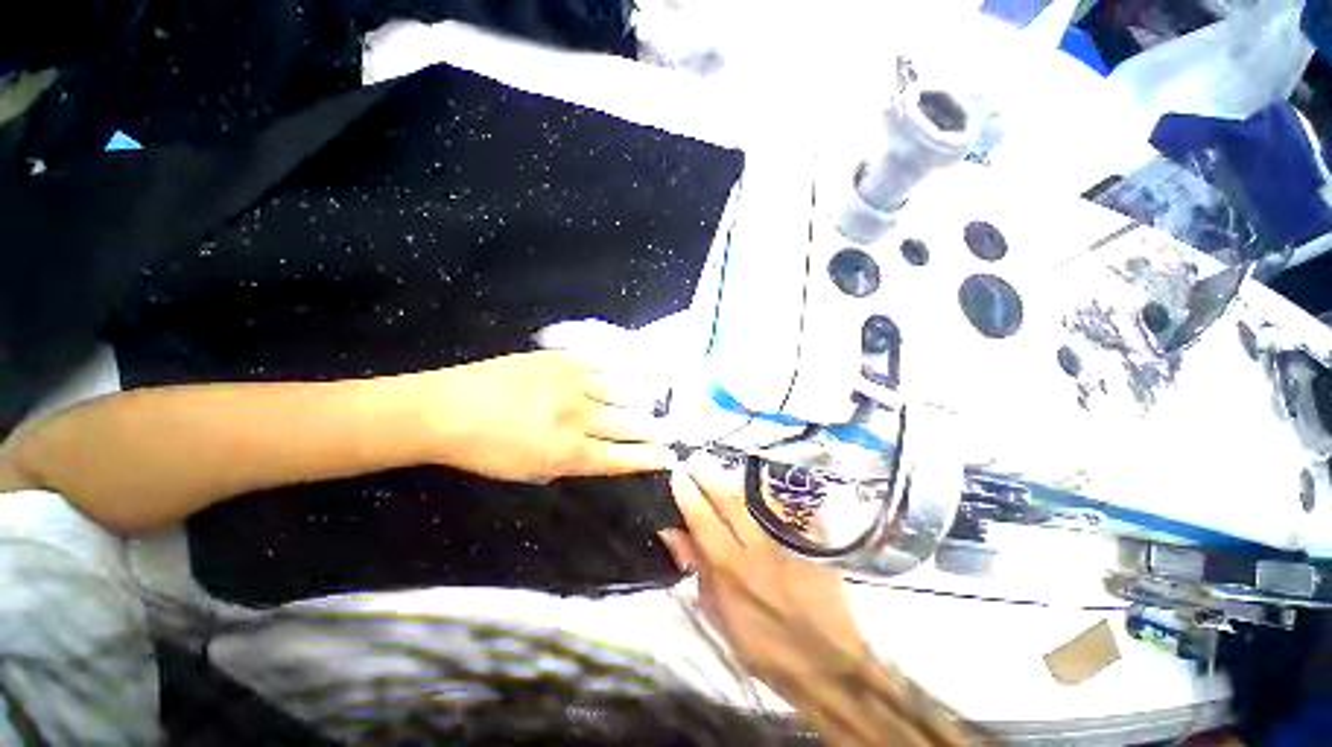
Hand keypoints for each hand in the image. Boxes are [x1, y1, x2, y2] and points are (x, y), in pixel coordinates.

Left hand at [425, 350, 674, 483]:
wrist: (448, 409)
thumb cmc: (487, 451)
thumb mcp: (531, 472)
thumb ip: (573, 463)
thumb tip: (604, 452)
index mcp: (568, 453)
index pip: (622, 457)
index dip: (649, 458)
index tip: (669, 455)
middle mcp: (578, 417)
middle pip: (629, 424)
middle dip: (655, 429)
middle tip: (672, 429)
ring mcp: (573, 384)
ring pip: (623, 392)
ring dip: (644, 400)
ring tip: (657, 402)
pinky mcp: (564, 360)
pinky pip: (605, 365)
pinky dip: (624, 372)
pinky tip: (635, 374)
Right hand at [660, 459, 868, 687]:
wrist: (827, 666)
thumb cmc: (764, 648)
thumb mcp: (719, 615)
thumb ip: (697, 569)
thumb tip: (674, 533)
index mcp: (731, 571)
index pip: (702, 519)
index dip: (687, 493)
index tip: (677, 473)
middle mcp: (758, 549)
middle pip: (729, 499)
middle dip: (709, 476)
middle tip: (696, 462)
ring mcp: (788, 542)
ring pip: (755, 498)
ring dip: (733, 483)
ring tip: (720, 473)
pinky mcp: (813, 541)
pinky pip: (785, 507)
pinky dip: (765, 496)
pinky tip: (757, 490)